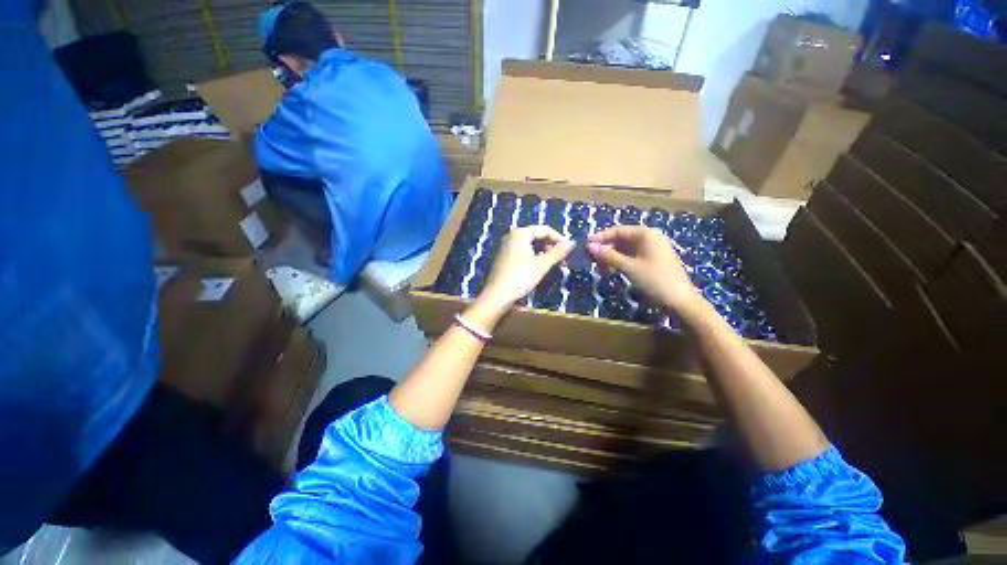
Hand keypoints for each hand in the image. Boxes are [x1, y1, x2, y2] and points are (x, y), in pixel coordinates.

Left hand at [479, 226, 572, 310]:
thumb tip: (571, 243)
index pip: (544, 229)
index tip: (568, 249)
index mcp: (520, 233)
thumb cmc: (521, 276)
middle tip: (561, 257)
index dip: (558, 238)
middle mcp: (512, 236)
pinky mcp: (504, 257)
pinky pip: (522, 251)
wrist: (497, 294)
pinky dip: (533, 255)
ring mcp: (506, 246)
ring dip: (543, 251)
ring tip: (552, 262)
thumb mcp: (542, 265)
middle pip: (536, 235)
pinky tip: (538, 266)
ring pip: (529, 244)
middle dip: (550, 244)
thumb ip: (557, 252)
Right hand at [587, 226, 699, 312]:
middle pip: (622, 239)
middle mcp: (651, 238)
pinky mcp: (654, 260)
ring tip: (601, 269)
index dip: (601, 237)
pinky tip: (613, 271)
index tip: (586, 245)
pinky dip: (622, 262)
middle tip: (592, 260)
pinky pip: (633, 256)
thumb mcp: (628, 267)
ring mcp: (654, 249)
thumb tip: (589, 246)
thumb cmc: (653, 280)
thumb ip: (608, 255)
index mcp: (646, 235)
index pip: (618, 231)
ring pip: (627, 249)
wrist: (679, 301)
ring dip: (612, 257)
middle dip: (606, 249)